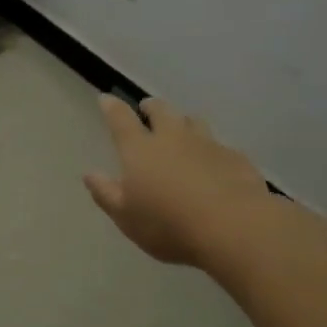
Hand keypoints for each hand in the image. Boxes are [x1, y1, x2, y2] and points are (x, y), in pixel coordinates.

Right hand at [84, 95, 269, 266]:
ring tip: (181, 130)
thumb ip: (106, 193)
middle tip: (147, 109)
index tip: (106, 98)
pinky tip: (214, 164)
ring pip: (193, 122)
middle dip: (151, 107)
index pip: (121, 120)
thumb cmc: (169, 225)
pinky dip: (211, 149)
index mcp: (140, 150)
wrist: (234, 227)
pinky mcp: (236, 158)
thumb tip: (90, 174)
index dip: (112, 107)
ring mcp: (207, 145)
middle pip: (161, 111)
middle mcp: (173, 138)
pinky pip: (220, 146)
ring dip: (183, 122)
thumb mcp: (126, 217)